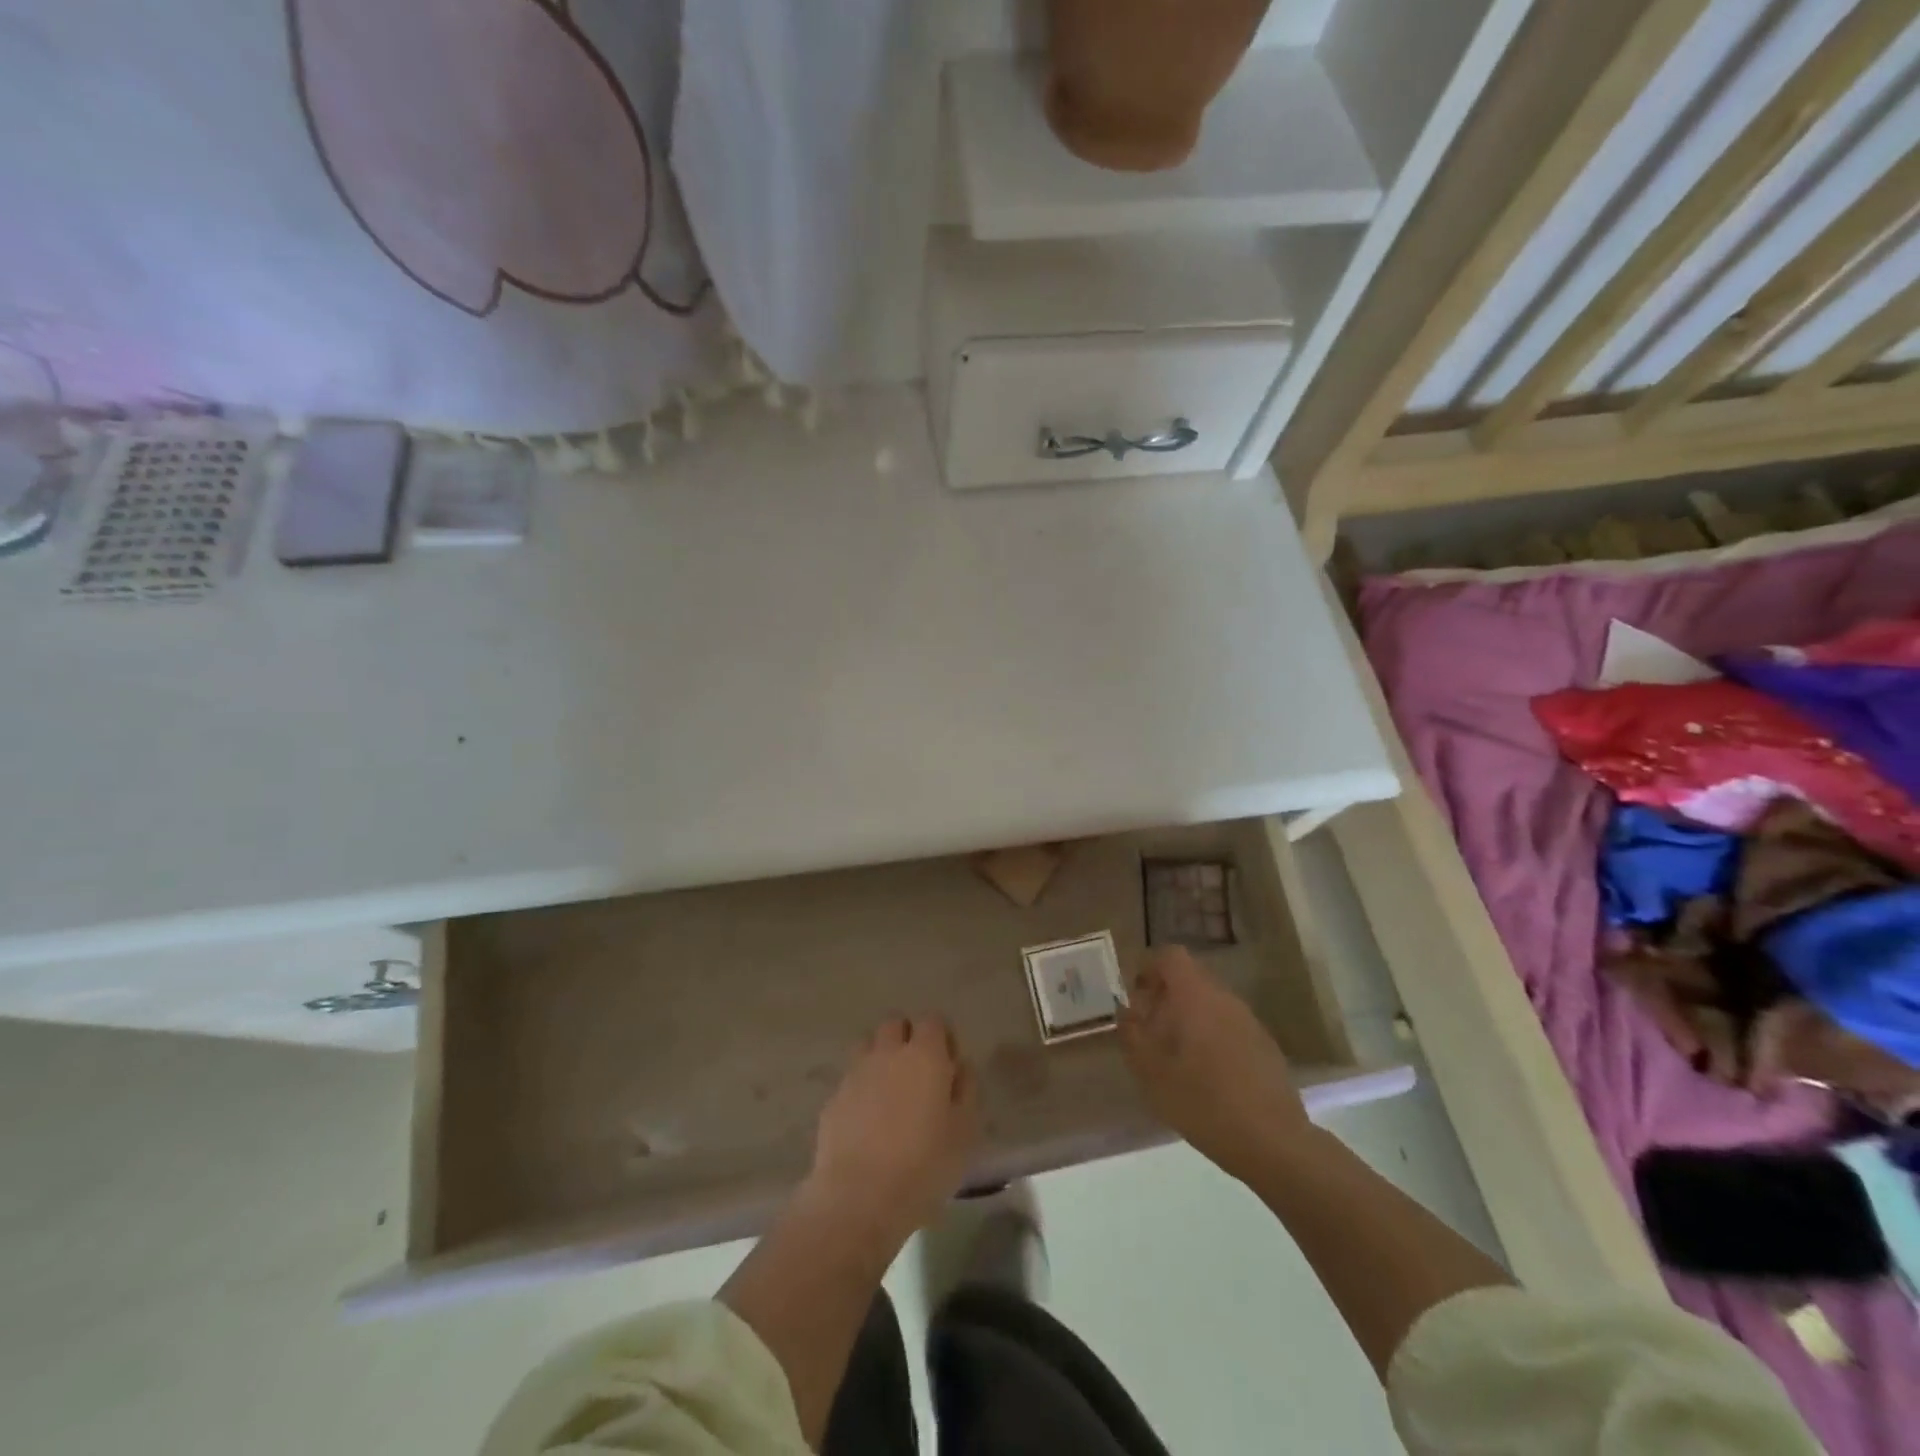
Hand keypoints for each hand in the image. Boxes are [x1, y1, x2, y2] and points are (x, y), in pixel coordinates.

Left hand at [805, 1016, 980, 1240]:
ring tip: (891, 1092)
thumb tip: (959, 1067)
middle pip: (895, 1024)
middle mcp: (887, 1053)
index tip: (948, 1063)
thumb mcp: (964, 1132)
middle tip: (918, 1072)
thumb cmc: (924, 1165)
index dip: (942, 1036)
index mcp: (924, 1055)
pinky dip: (861, 1088)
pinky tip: (868, 1120)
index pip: (933, 1020)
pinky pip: (851, 1079)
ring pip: (868, 1045)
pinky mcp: (833, 1099)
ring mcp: (856, 1073)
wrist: (858, 1198)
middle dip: (907, 1037)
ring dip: (880, 1057)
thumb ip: (966, 1090)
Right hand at [1118, 947, 1312, 1178]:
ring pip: (1211, 1003)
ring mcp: (1250, 1021)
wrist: (1271, 1141)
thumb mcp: (1150, 1071)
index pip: (1171, 956)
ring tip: (1175, 1057)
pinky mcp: (1265, 1046)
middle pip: (1191, 979)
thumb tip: (1125, 1010)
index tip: (1136, 995)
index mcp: (1195, 995)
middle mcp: (1224, 998)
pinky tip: (1207, 1077)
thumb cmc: (1201, 1100)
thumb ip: (1131, 1034)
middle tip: (1150, 1030)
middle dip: (1166, 996)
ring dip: (1189, 1018)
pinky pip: (1229, 1026)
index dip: (1149, 967)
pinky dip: (1212, 1038)